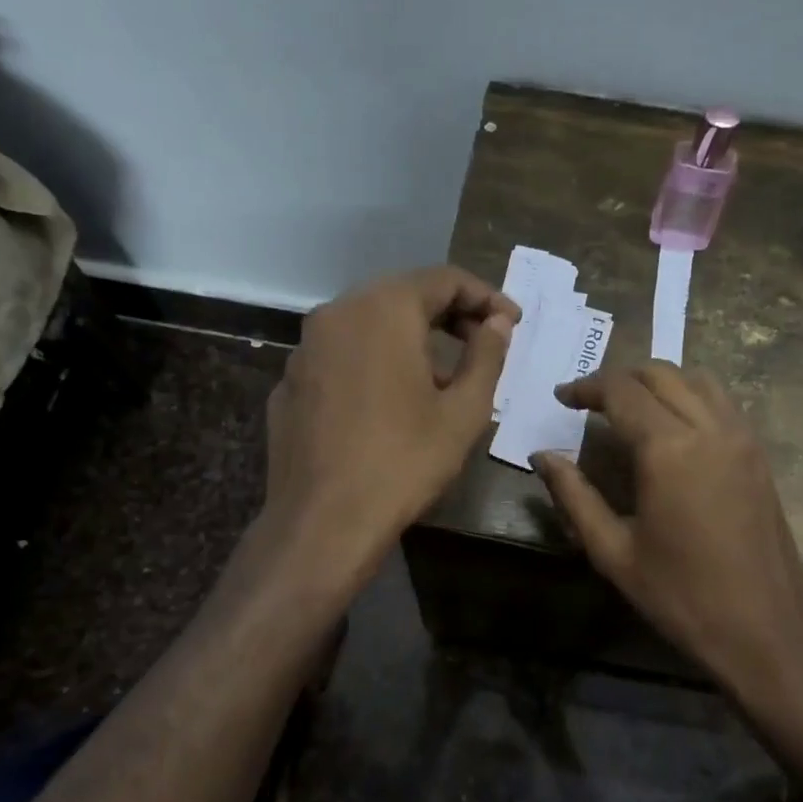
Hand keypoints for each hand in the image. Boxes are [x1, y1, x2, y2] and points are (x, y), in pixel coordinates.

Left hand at [264, 266, 517, 568]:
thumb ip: (487, 355)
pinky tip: (390, 400)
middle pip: (402, 295)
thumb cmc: (404, 461)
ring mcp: (305, 348)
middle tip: (483, 341)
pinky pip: (342, 355)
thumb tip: (497, 322)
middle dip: (449, 313)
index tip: (512, 322)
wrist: (323, 522)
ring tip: (442, 375)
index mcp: (383, 309)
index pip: (443, 279)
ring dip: (410, 337)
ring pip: (369, 323)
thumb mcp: (463, 410)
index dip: (485, 296)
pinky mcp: (290, 382)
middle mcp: (337, 313)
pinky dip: (374, 361)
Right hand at [532, 364, 802, 698]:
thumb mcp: (613, 552)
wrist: (765, 631)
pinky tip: (672, 427)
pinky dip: (689, 396)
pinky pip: (721, 401)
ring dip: (658, 381)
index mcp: (668, 449)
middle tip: (589, 402)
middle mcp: (708, 428)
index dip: (586, 387)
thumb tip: (542, 456)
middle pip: (659, 373)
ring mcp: (741, 437)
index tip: (562, 398)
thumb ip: (573, 496)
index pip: (621, 391)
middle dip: (619, 379)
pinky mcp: (758, 453)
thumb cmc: (681, 596)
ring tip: (630, 407)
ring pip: (696, 378)